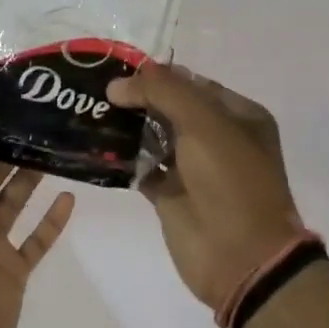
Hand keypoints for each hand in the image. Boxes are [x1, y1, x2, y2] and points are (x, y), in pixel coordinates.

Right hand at [107, 64, 304, 312]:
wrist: (240, 257)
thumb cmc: (231, 182)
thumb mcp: (204, 124)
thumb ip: (162, 93)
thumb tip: (116, 84)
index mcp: (238, 116)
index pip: (193, 83)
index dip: (158, 75)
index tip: (117, 70)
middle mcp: (217, 138)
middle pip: (170, 108)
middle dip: (137, 98)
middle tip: (95, 89)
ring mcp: (192, 168)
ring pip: (153, 136)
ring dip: (126, 126)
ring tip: (89, 111)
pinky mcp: (169, 195)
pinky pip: (141, 167)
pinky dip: (121, 158)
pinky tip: (95, 145)